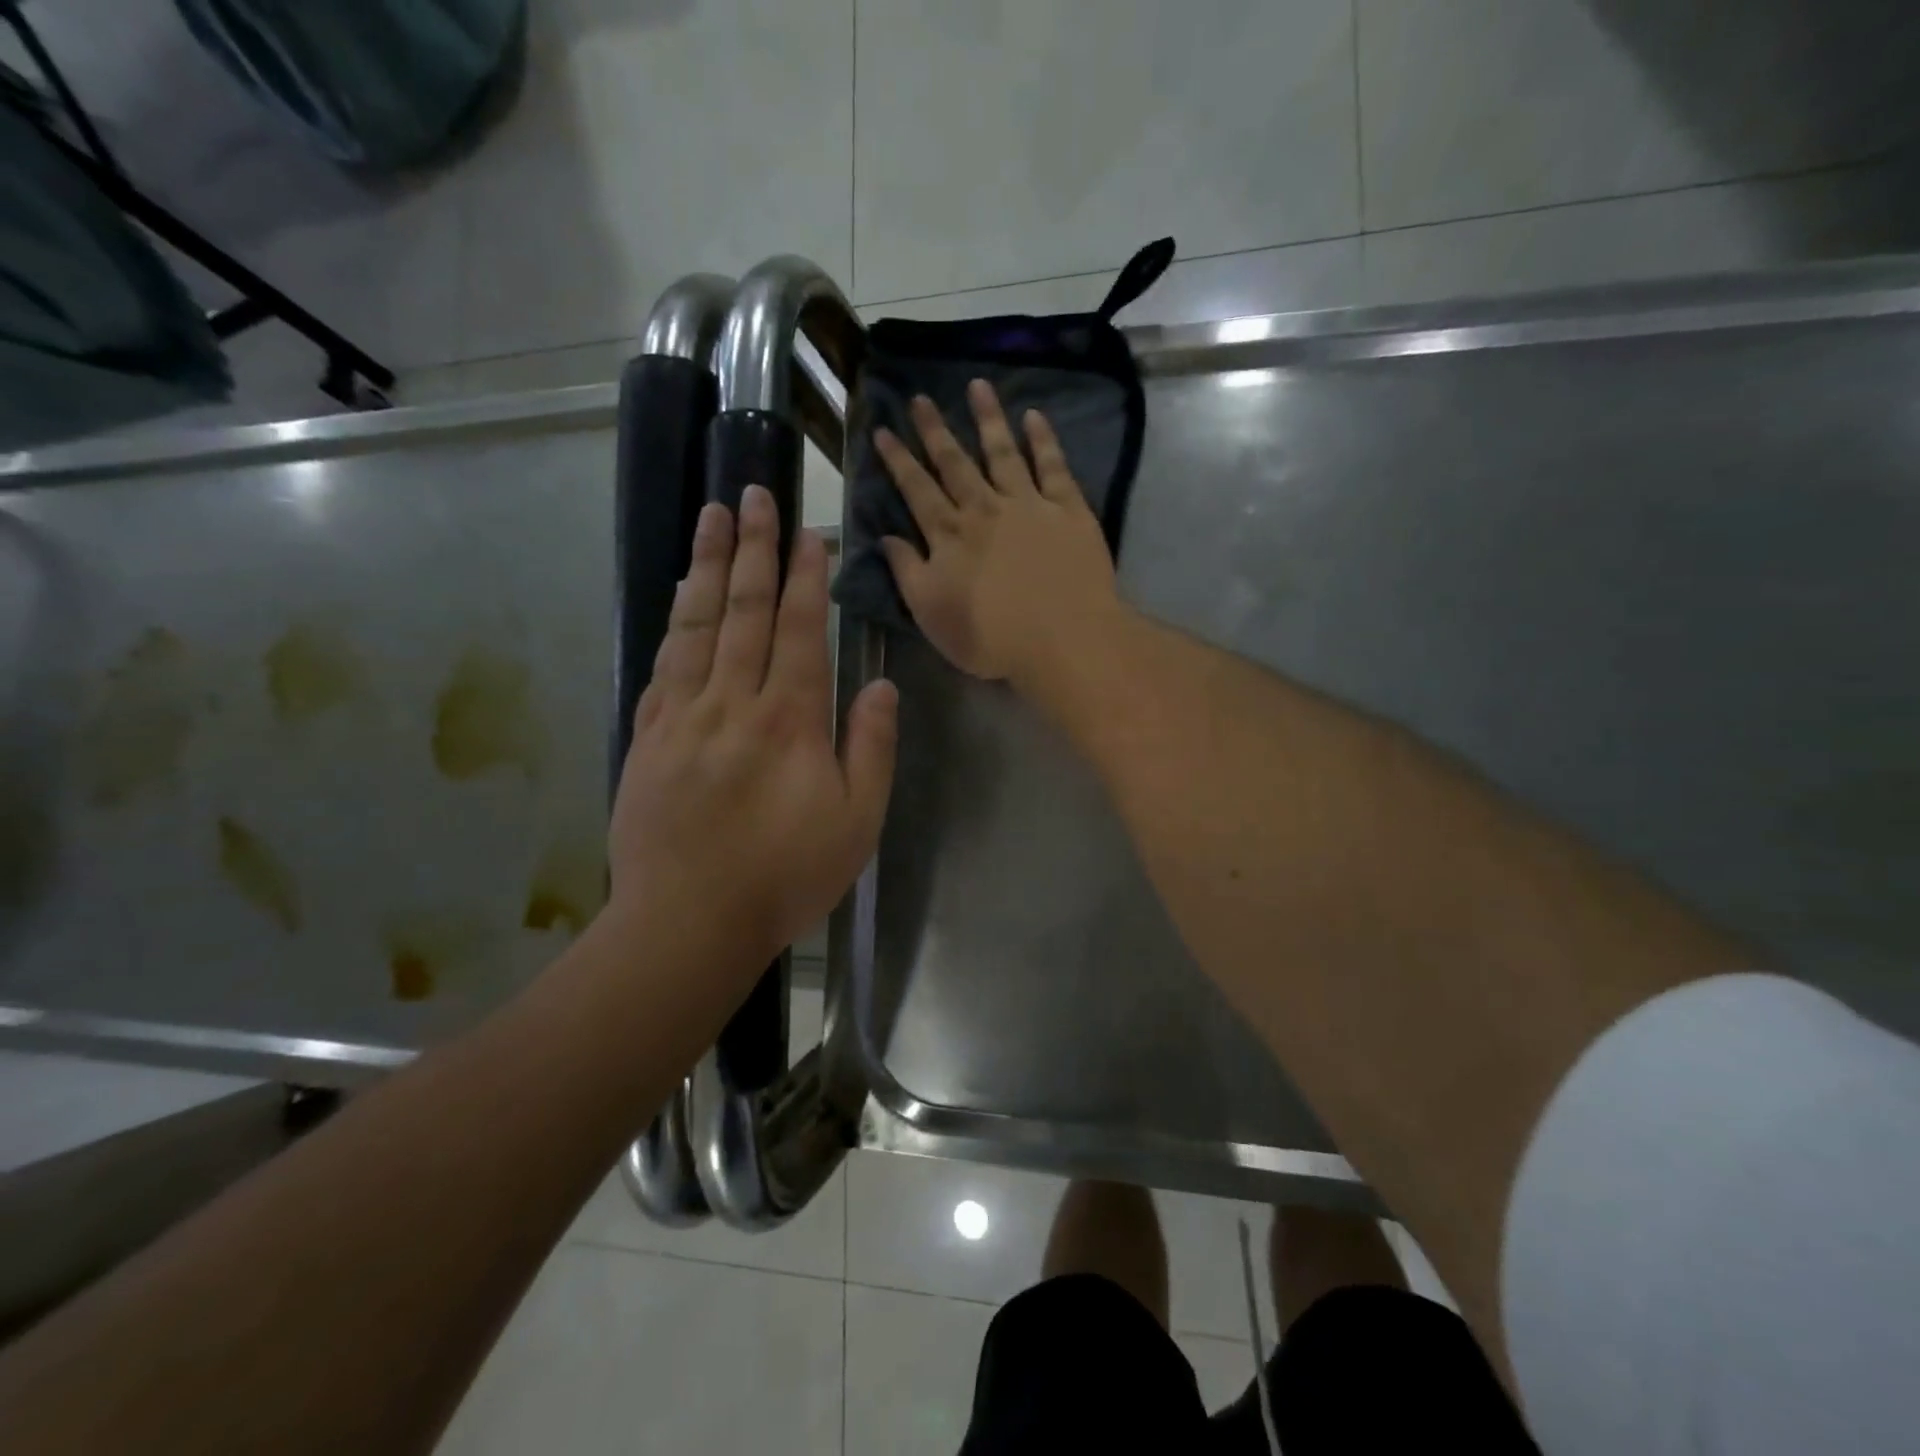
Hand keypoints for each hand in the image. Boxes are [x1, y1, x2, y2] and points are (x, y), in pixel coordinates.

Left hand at [609, 486, 897, 973]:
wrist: (688, 922)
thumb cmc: (785, 876)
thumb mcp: (856, 822)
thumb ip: (871, 747)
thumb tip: (879, 684)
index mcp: (790, 721)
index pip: (799, 630)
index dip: (804, 578)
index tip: (809, 533)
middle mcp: (734, 702)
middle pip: (745, 611)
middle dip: (755, 549)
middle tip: (757, 494)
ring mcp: (684, 715)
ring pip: (698, 624)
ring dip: (710, 566)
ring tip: (715, 517)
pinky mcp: (649, 735)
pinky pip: (665, 662)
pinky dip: (676, 620)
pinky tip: (681, 594)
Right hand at [874, 380, 1120, 685]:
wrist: (1062, 639)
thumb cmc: (990, 637)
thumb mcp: (931, 614)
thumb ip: (907, 572)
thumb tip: (886, 538)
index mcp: (949, 536)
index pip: (916, 490)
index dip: (898, 460)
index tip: (883, 430)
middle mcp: (984, 509)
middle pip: (955, 463)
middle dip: (935, 430)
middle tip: (920, 397)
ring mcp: (1028, 504)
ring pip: (1003, 452)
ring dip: (988, 418)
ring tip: (977, 386)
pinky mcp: (1068, 510)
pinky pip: (1054, 466)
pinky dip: (1044, 439)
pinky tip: (1034, 416)